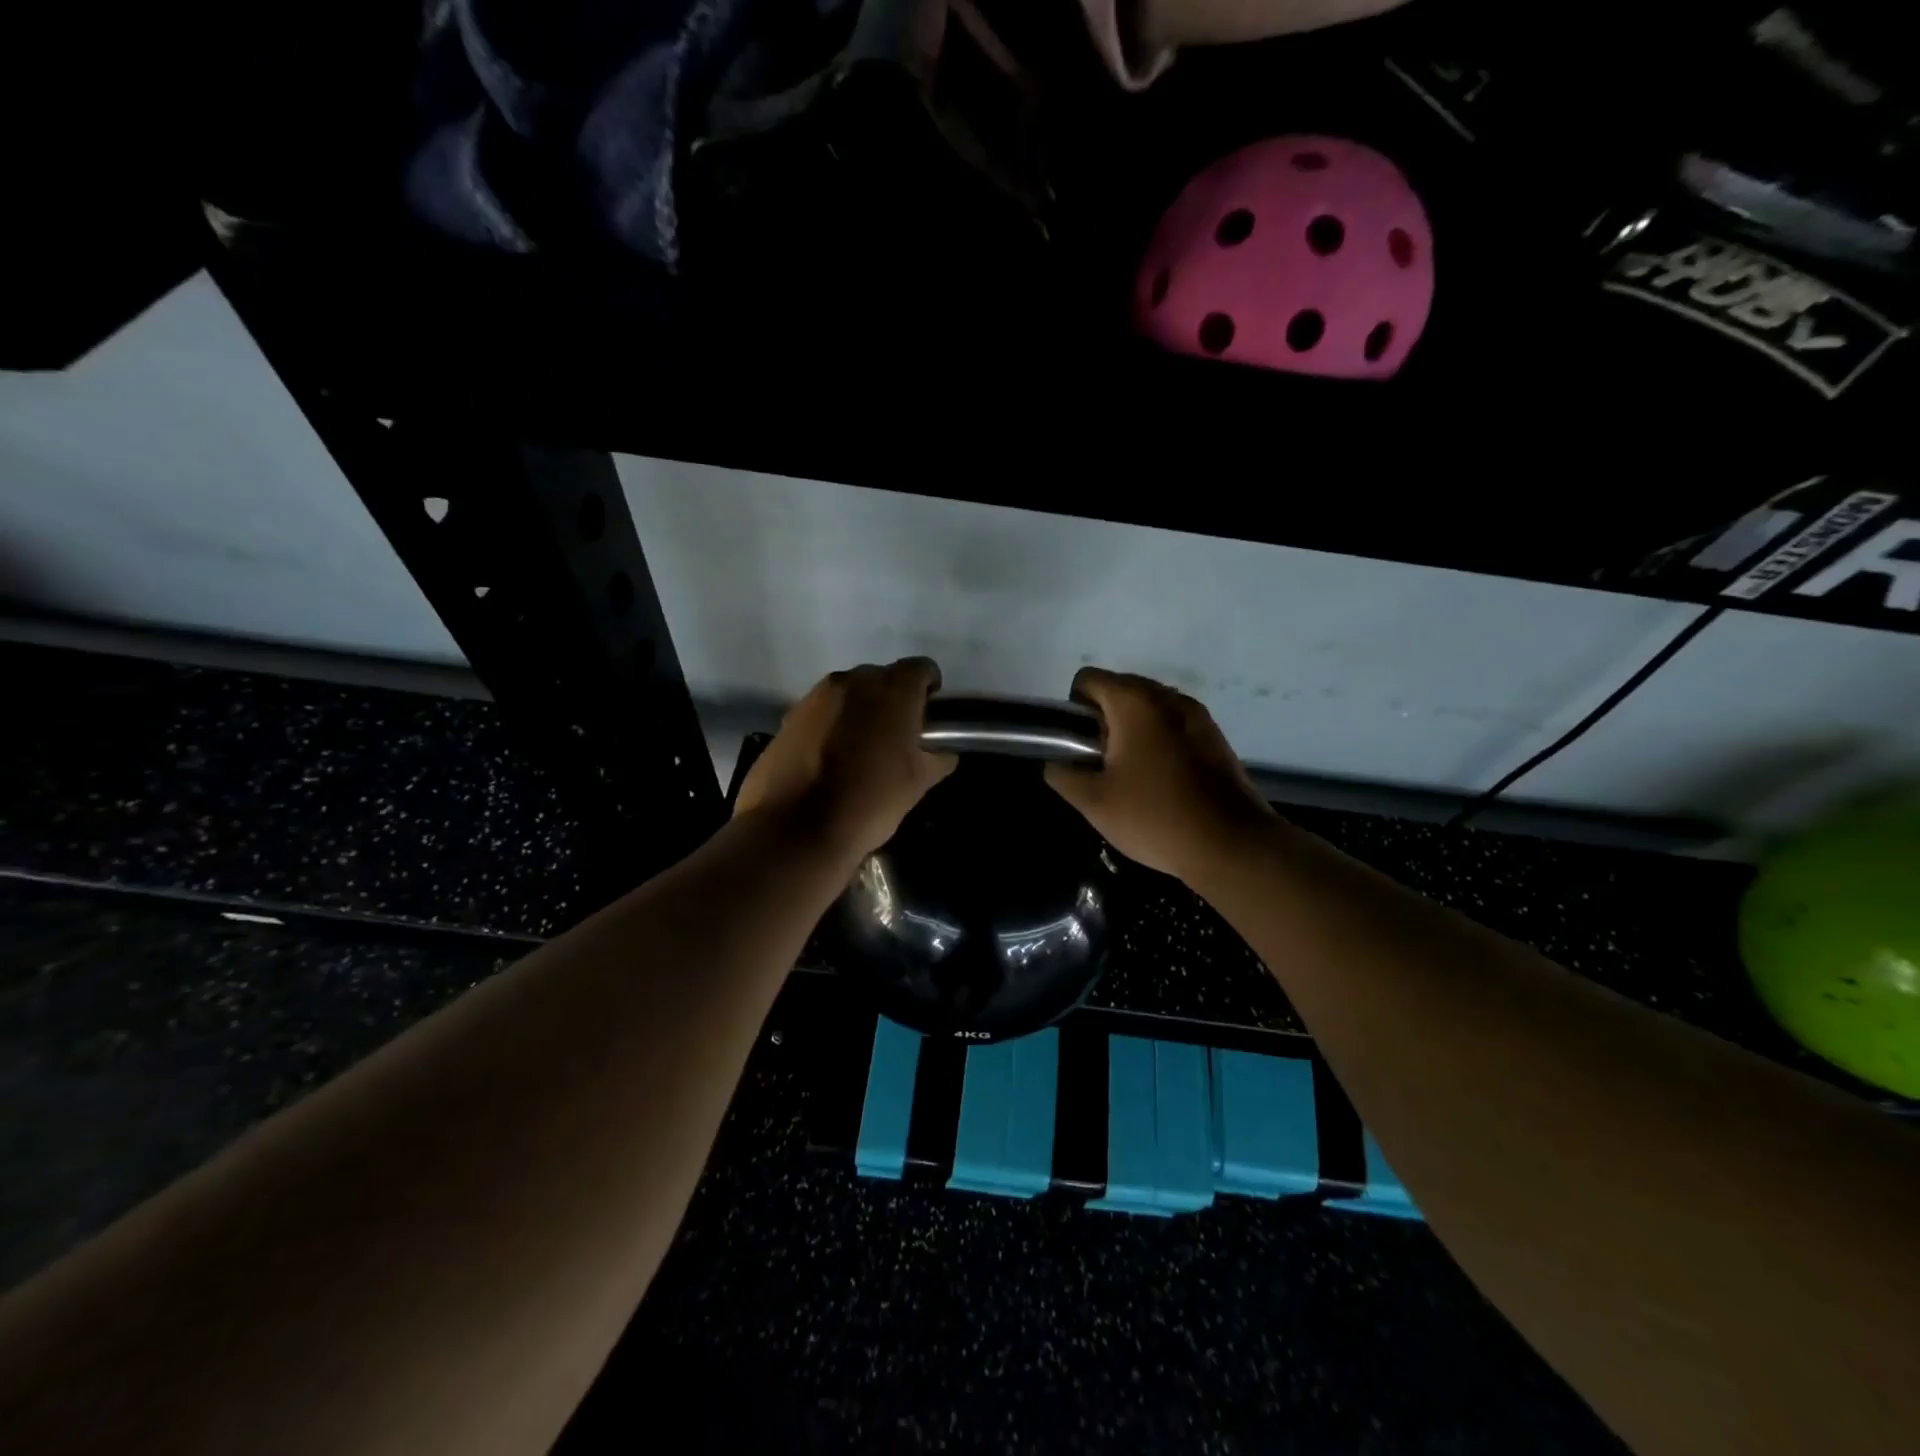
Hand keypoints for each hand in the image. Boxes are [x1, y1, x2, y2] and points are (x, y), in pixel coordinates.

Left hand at [735, 658, 957, 864]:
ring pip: (848, 694)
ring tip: (861, 749)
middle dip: (892, 700)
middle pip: (881, 678)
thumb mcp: (917, 785)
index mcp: (892, 691)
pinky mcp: (788, 718)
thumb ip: (936, 759)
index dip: (929, 688)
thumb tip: (942, 753)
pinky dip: (831, 726)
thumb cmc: (869, 802)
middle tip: (897, 736)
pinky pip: (820, 712)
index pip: (920, 668)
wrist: (794, 830)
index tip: (929, 715)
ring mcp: (815, 697)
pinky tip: (830, 759)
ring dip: (859, 712)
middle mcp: (853, 681)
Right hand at [1045, 668, 1275, 880]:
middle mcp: (1168, 696)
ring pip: (1148, 709)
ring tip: (1132, 777)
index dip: (1073, 709)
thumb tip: (1058, 762)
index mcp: (1135, 702)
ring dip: (1131, 732)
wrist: (1231, 845)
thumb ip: (1063, 774)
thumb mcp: (1093, 802)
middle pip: (1119, 690)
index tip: (1080, 747)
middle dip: (1103, 721)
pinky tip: (1162, 782)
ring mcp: (1197, 714)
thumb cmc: (1155, 817)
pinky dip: (1159, 742)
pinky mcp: (1215, 736)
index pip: (1087, 679)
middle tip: (1103, 766)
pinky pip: (1173, 725)